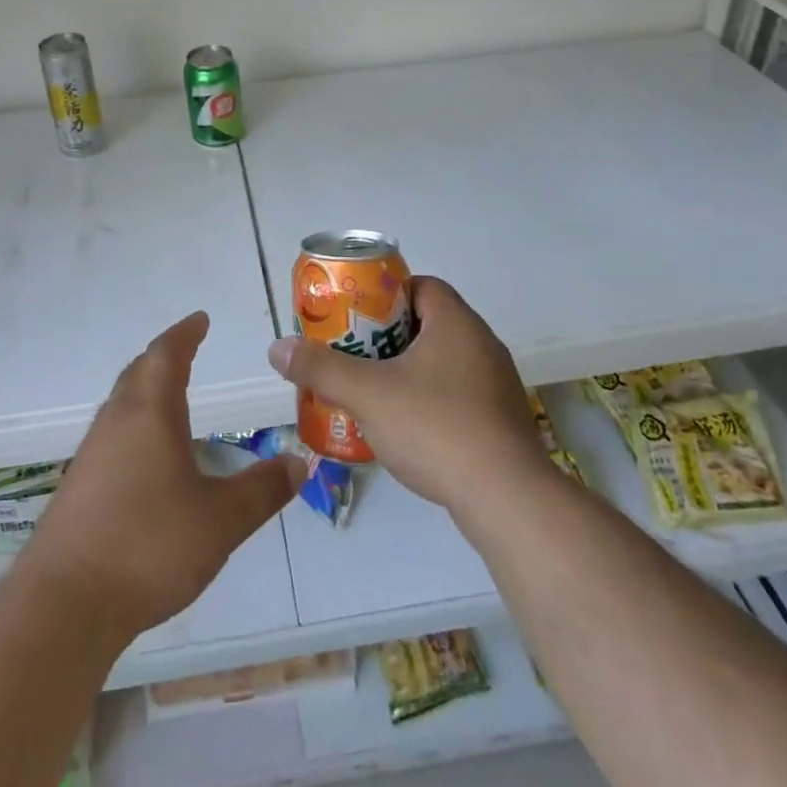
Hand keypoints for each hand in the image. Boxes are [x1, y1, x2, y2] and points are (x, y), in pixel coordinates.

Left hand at [19, 313, 302, 639]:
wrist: (63, 605)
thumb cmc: (148, 546)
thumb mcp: (220, 520)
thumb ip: (261, 490)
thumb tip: (298, 462)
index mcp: (150, 413)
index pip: (167, 355)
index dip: (185, 334)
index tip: (200, 319)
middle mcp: (116, 422)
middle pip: (138, 372)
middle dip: (164, 357)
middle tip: (186, 350)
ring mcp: (91, 454)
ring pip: (121, 403)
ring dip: (145, 389)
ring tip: (169, 397)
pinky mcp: (78, 486)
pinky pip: (111, 434)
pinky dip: (133, 424)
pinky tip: (145, 456)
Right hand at [266, 277, 547, 510]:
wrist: (508, 501)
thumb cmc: (437, 428)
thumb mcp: (368, 394)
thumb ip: (321, 368)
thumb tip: (278, 347)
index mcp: (457, 322)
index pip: (421, 286)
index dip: (385, 295)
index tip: (356, 317)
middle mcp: (483, 344)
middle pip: (428, 323)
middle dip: (389, 337)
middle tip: (355, 354)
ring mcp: (497, 385)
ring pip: (444, 362)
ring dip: (409, 371)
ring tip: (374, 392)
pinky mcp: (502, 422)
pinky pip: (459, 395)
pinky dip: (431, 401)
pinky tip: (408, 429)